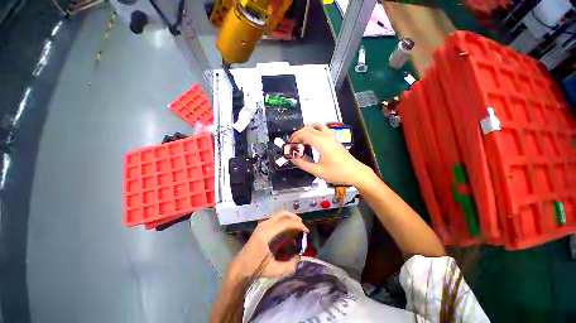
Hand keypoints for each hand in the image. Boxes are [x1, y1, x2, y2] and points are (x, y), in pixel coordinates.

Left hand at [228, 211, 308, 281]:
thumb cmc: (255, 267)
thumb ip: (288, 266)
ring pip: (280, 214)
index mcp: (266, 233)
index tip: (306, 231)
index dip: (298, 225)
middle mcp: (265, 224)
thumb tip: (299, 257)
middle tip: (303, 228)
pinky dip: (286, 220)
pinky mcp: (263, 225)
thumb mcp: (273, 270)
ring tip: (298, 227)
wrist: (240, 266)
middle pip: (283, 214)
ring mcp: (263, 223)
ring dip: (291, 218)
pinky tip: (289, 229)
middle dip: (295, 218)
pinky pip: (277, 218)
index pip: (285, 223)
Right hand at [290, 123, 373, 186]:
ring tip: (302, 137)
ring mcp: (332, 137)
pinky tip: (314, 138)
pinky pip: (324, 129)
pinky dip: (316, 129)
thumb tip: (293, 158)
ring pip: (317, 125)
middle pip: (309, 128)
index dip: (295, 138)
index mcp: (321, 143)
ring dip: (307, 129)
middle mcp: (326, 136)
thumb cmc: (337, 173)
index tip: (290, 145)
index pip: (304, 134)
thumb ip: (303, 164)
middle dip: (298, 133)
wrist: (355, 173)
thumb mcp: (317, 171)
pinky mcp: (335, 139)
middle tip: (293, 142)